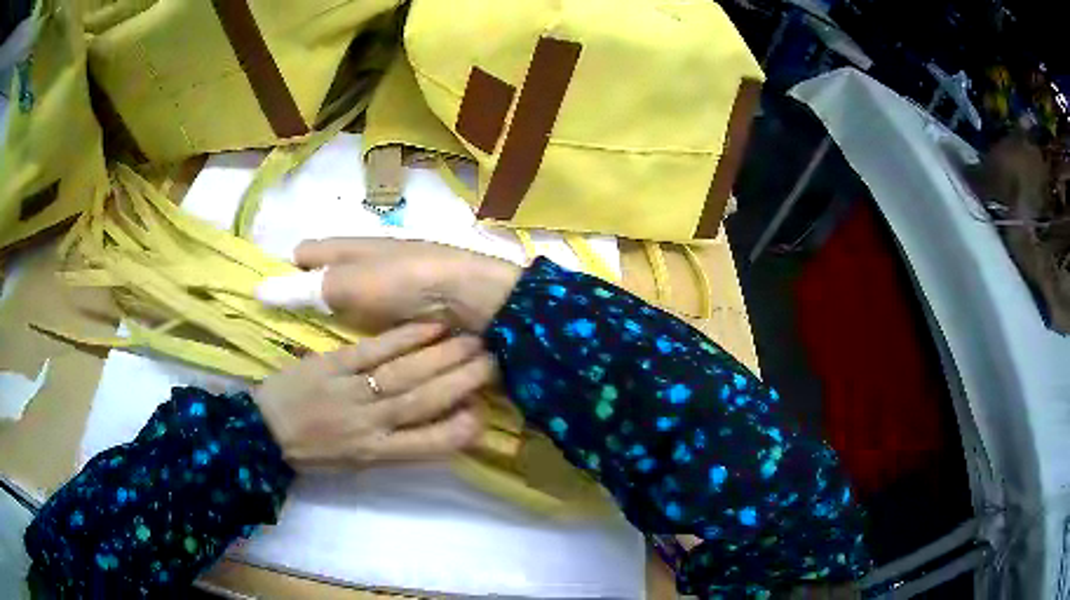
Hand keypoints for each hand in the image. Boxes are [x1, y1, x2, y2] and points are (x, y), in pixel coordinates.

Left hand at [254, 322, 492, 468]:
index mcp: (376, 452)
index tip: (484, 411)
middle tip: (494, 359)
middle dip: (463, 380)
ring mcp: (350, 390)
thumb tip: (434, 423)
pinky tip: (430, 325)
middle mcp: (369, 423)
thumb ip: (395, 445)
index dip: (461, 428)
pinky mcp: (332, 363)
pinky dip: (405, 337)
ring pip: (405, 373)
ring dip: (442, 356)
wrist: (263, 432)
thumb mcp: (356, 463)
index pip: (430, 444)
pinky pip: (374, 349)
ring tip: (473, 340)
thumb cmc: (313, 453)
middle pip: (424, 400)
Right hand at [257, 238, 520, 332]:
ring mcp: (393, 284)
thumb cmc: (406, 281)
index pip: (309, 251)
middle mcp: (370, 261)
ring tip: (322, 341)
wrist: (471, 296)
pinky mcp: (412, 306)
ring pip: (355, 294)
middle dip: (313, 293)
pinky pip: (380, 314)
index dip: (292, 267)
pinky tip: (362, 345)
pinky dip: (369, 325)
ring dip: (341, 311)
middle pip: (331, 272)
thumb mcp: (349, 284)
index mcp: (352, 248)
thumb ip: (307, 287)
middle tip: (294, 326)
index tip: (277, 293)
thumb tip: (259, 288)